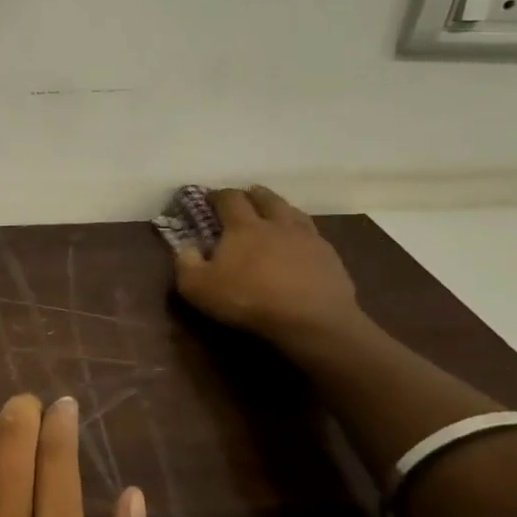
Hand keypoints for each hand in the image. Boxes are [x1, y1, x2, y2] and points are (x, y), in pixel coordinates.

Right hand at [173, 186, 359, 344]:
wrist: (312, 321)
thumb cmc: (249, 300)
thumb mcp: (198, 288)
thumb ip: (186, 263)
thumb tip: (187, 247)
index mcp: (244, 226)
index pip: (229, 198)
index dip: (218, 195)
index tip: (210, 198)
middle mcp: (277, 223)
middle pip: (265, 198)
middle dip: (253, 195)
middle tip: (246, 198)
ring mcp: (308, 238)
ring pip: (293, 212)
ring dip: (280, 209)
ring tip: (275, 214)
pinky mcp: (330, 256)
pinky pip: (313, 235)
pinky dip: (302, 233)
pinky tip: (300, 244)